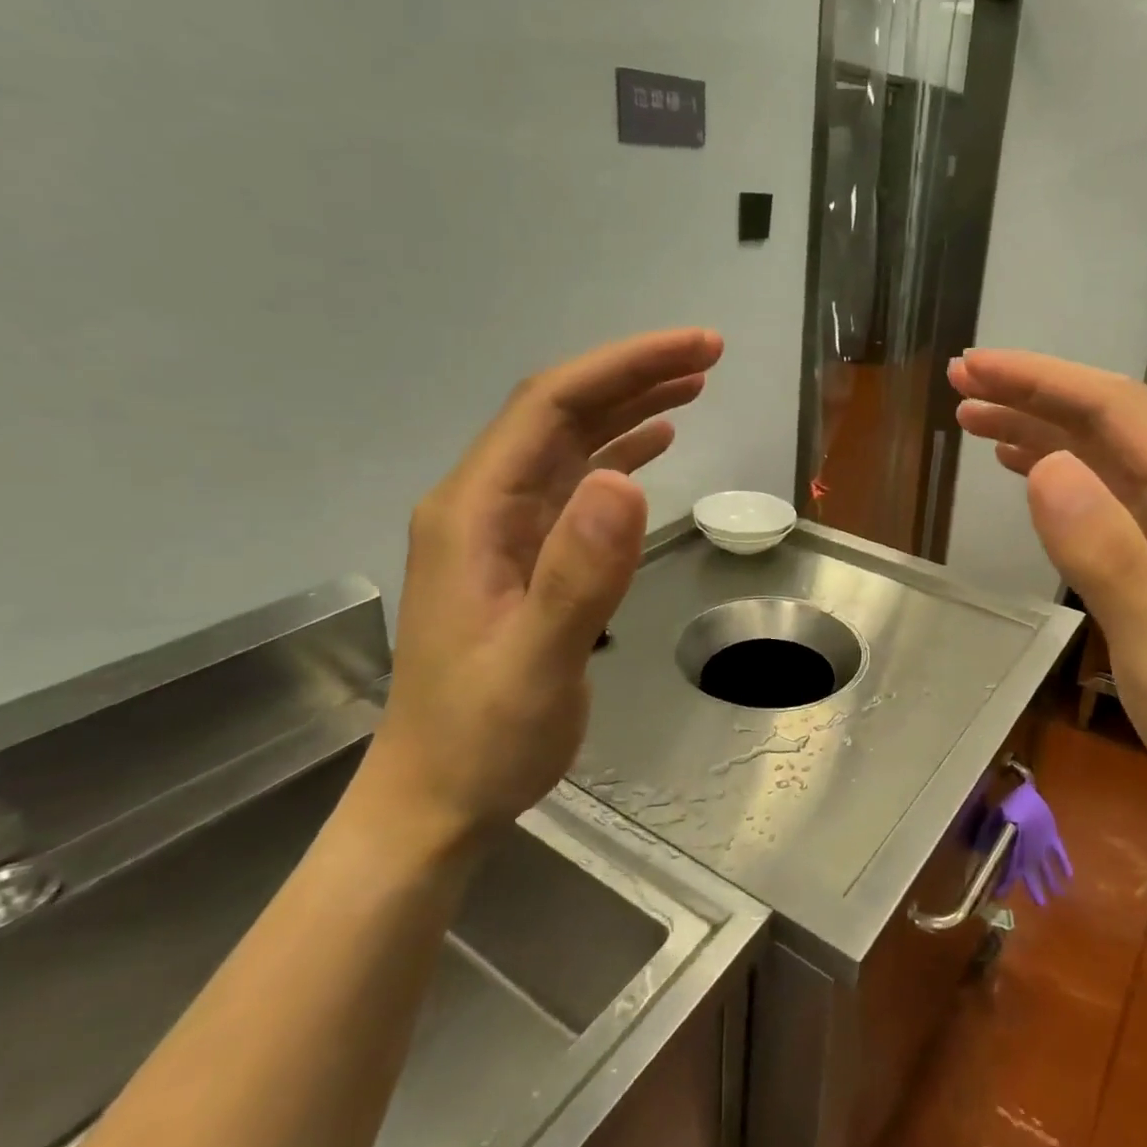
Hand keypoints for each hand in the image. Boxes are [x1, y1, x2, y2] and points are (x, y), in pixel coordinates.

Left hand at [360, 329, 723, 849]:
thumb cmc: (483, 737)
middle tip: (708, 355)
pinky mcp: (524, 556)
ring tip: (692, 385)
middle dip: (633, 374)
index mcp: (474, 512)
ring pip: (569, 443)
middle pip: (560, 412)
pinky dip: (618, 454)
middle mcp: (483, 505)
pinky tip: (654, 446)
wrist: (438, 796)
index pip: (551, 407)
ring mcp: (502, 530)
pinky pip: (573, 484)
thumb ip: (579, 573)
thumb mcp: (536, 663)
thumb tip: (625, 481)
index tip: (696, 350)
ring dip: (628, 406)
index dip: (624, 368)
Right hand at [951, 350, 1146, 834]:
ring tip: (974, 418)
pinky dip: (1064, 466)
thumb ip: (1105, 553)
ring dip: (1042, 426)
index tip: (975, 367)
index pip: (1116, 409)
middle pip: (1112, 418)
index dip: (1041, 380)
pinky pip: (1115, 486)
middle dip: (1035, 393)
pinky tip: (1025, 464)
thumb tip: (1044, 465)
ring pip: (1109, 449)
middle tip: (962, 383)